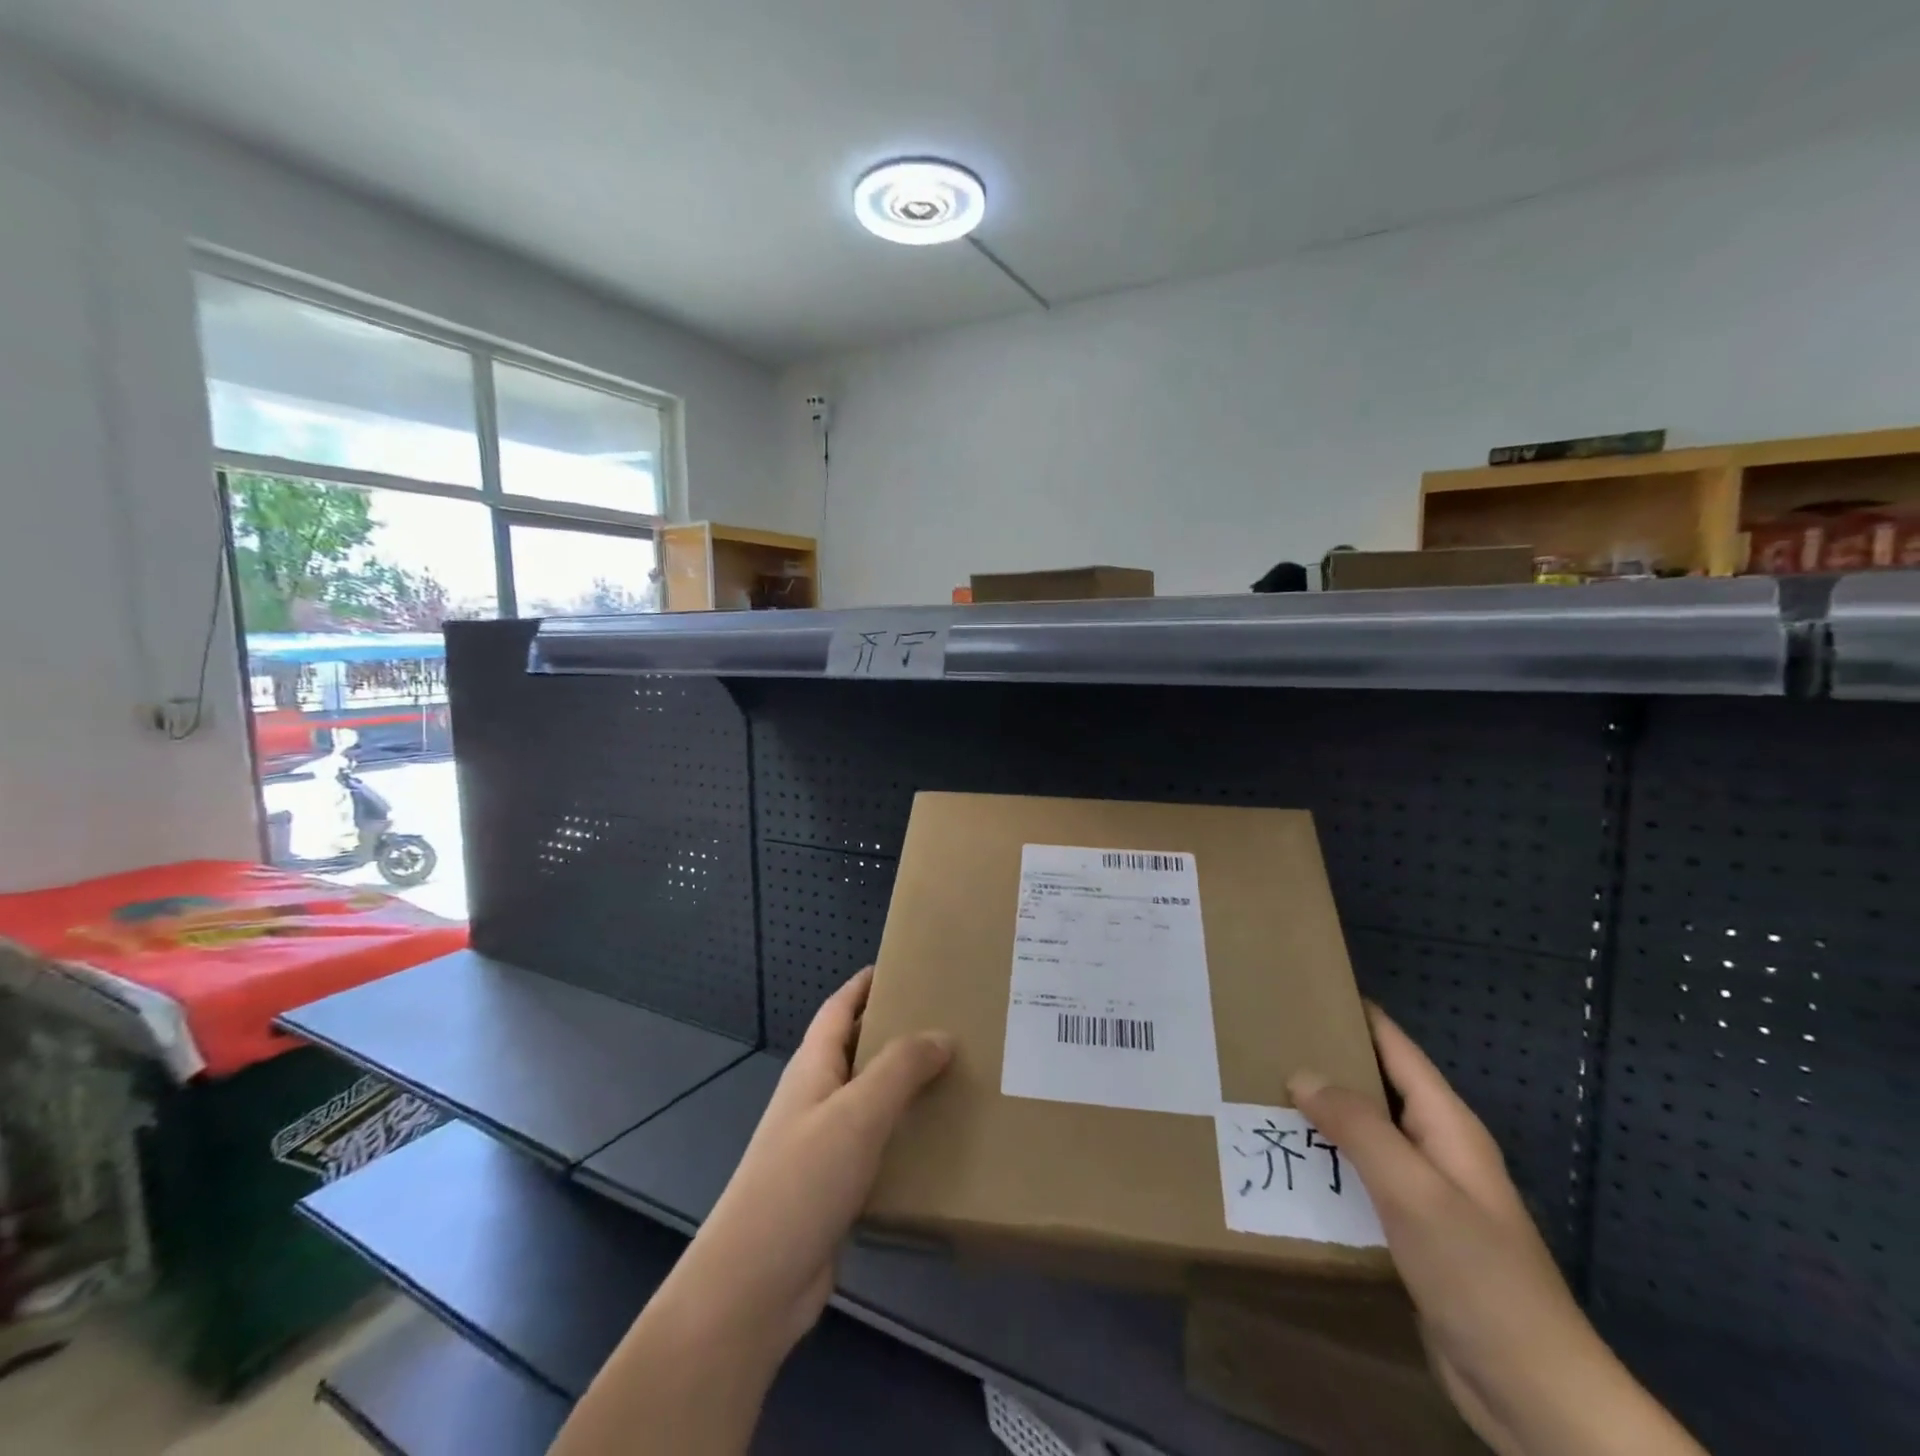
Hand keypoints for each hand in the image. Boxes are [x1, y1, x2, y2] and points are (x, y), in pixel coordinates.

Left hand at [674, 966, 953, 1352]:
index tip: (905, 965)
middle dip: (896, 1030)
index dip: (866, 984)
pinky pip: (874, 1143)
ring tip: (955, 1075)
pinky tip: (935, 1141)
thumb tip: (942, 1034)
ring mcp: (821, 1144)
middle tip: (950, 1020)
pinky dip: (902, 1132)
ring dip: (904, 1084)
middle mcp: (815, 1097)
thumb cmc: (801, 1182)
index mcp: (813, 1067)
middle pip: (857, 1049)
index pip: (839, 1008)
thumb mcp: (856, 1114)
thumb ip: (900, 1069)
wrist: (753, 1286)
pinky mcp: (833, 1187)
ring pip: (869, 1098)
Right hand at [1289, 1005, 1703, 1455]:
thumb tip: (1301, 1073)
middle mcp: (1434, 1146)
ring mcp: (1423, 1191)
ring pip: (1361, 1134)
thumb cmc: (1479, 1276)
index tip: (1297, 990)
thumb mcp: (1414, 1191)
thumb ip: (1358, 1127)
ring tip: (1256, 1094)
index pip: (1393, 1045)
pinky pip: (1358, 1178)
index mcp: (1445, 1123)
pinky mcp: (1409, 1231)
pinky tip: (1286, 1163)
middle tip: (1258, 1042)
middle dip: (1322, 1062)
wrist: (1533, 1392)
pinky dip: (1324, 1162)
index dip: (1352, 1012)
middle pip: (1372, 1085)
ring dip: (1317, 1115)